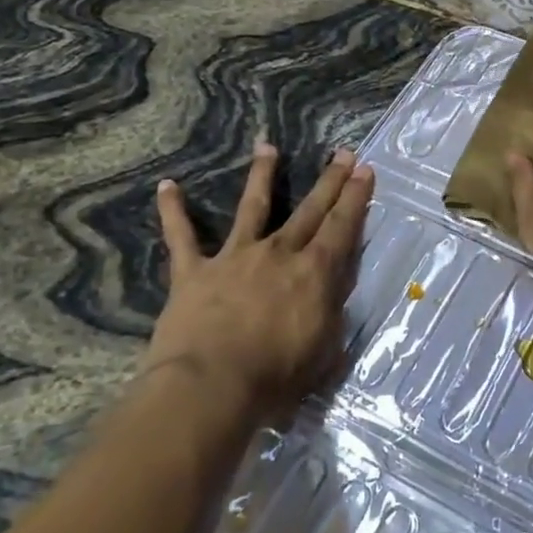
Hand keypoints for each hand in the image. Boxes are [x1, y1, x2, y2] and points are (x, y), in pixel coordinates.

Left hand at [146, 142, 374, 416]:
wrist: (211, 386)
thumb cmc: (276, 378)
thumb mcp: (324, 351)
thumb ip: (331, 316)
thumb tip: (334, 295)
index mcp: (313, 273)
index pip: (342, 227)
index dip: (355, 198)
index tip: (365, 169)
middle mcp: (278, 253)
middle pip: (309, 210)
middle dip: (329, 181)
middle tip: (342, 153)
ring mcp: (234, 257)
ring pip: (252, 208)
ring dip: (262, 176)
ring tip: (267, 146)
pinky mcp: (194, 271)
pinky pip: (181, 237)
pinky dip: (173, 211)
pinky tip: (167, 186)